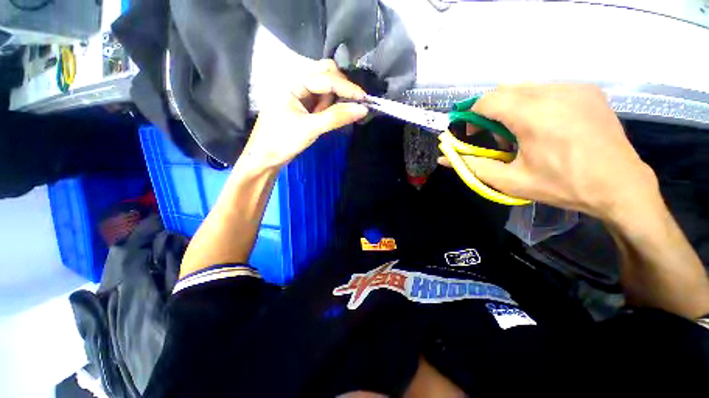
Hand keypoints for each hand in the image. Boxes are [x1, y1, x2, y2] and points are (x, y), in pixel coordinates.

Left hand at [242, 59, 367, 169]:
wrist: (264, 159)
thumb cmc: (282, 141)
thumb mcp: (310, 128)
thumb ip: (337, 117)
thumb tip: (363, 109)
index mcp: (293, 82)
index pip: (327, 77)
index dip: (347, 87)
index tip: (365, 100)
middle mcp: (296, 83)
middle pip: (326, 75)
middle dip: (341, 89)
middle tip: (352, 106)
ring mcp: (299, 95)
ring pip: (325, 89)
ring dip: (334, 101)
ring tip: (327, 119)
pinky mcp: (302, 107)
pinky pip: (321, 101)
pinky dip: (328, 108)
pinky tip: (325, 118)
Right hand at [441, 84, 658, 219]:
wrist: (620, 186)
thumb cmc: (563, 185)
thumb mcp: (509, 181)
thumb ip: (471, 166)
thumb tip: (444, 158)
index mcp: (534, 115)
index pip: (488, 101)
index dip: (472, 116)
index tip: (472, 134)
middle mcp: (554, 92)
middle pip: (504, 91)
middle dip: (491, 112)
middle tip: (496, 137)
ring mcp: (575, 88)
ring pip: (525, 88)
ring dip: (512, 108)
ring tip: (522, 133)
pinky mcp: (588, 91)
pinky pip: (547, 89)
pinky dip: (534, 104)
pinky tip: (545, 126)